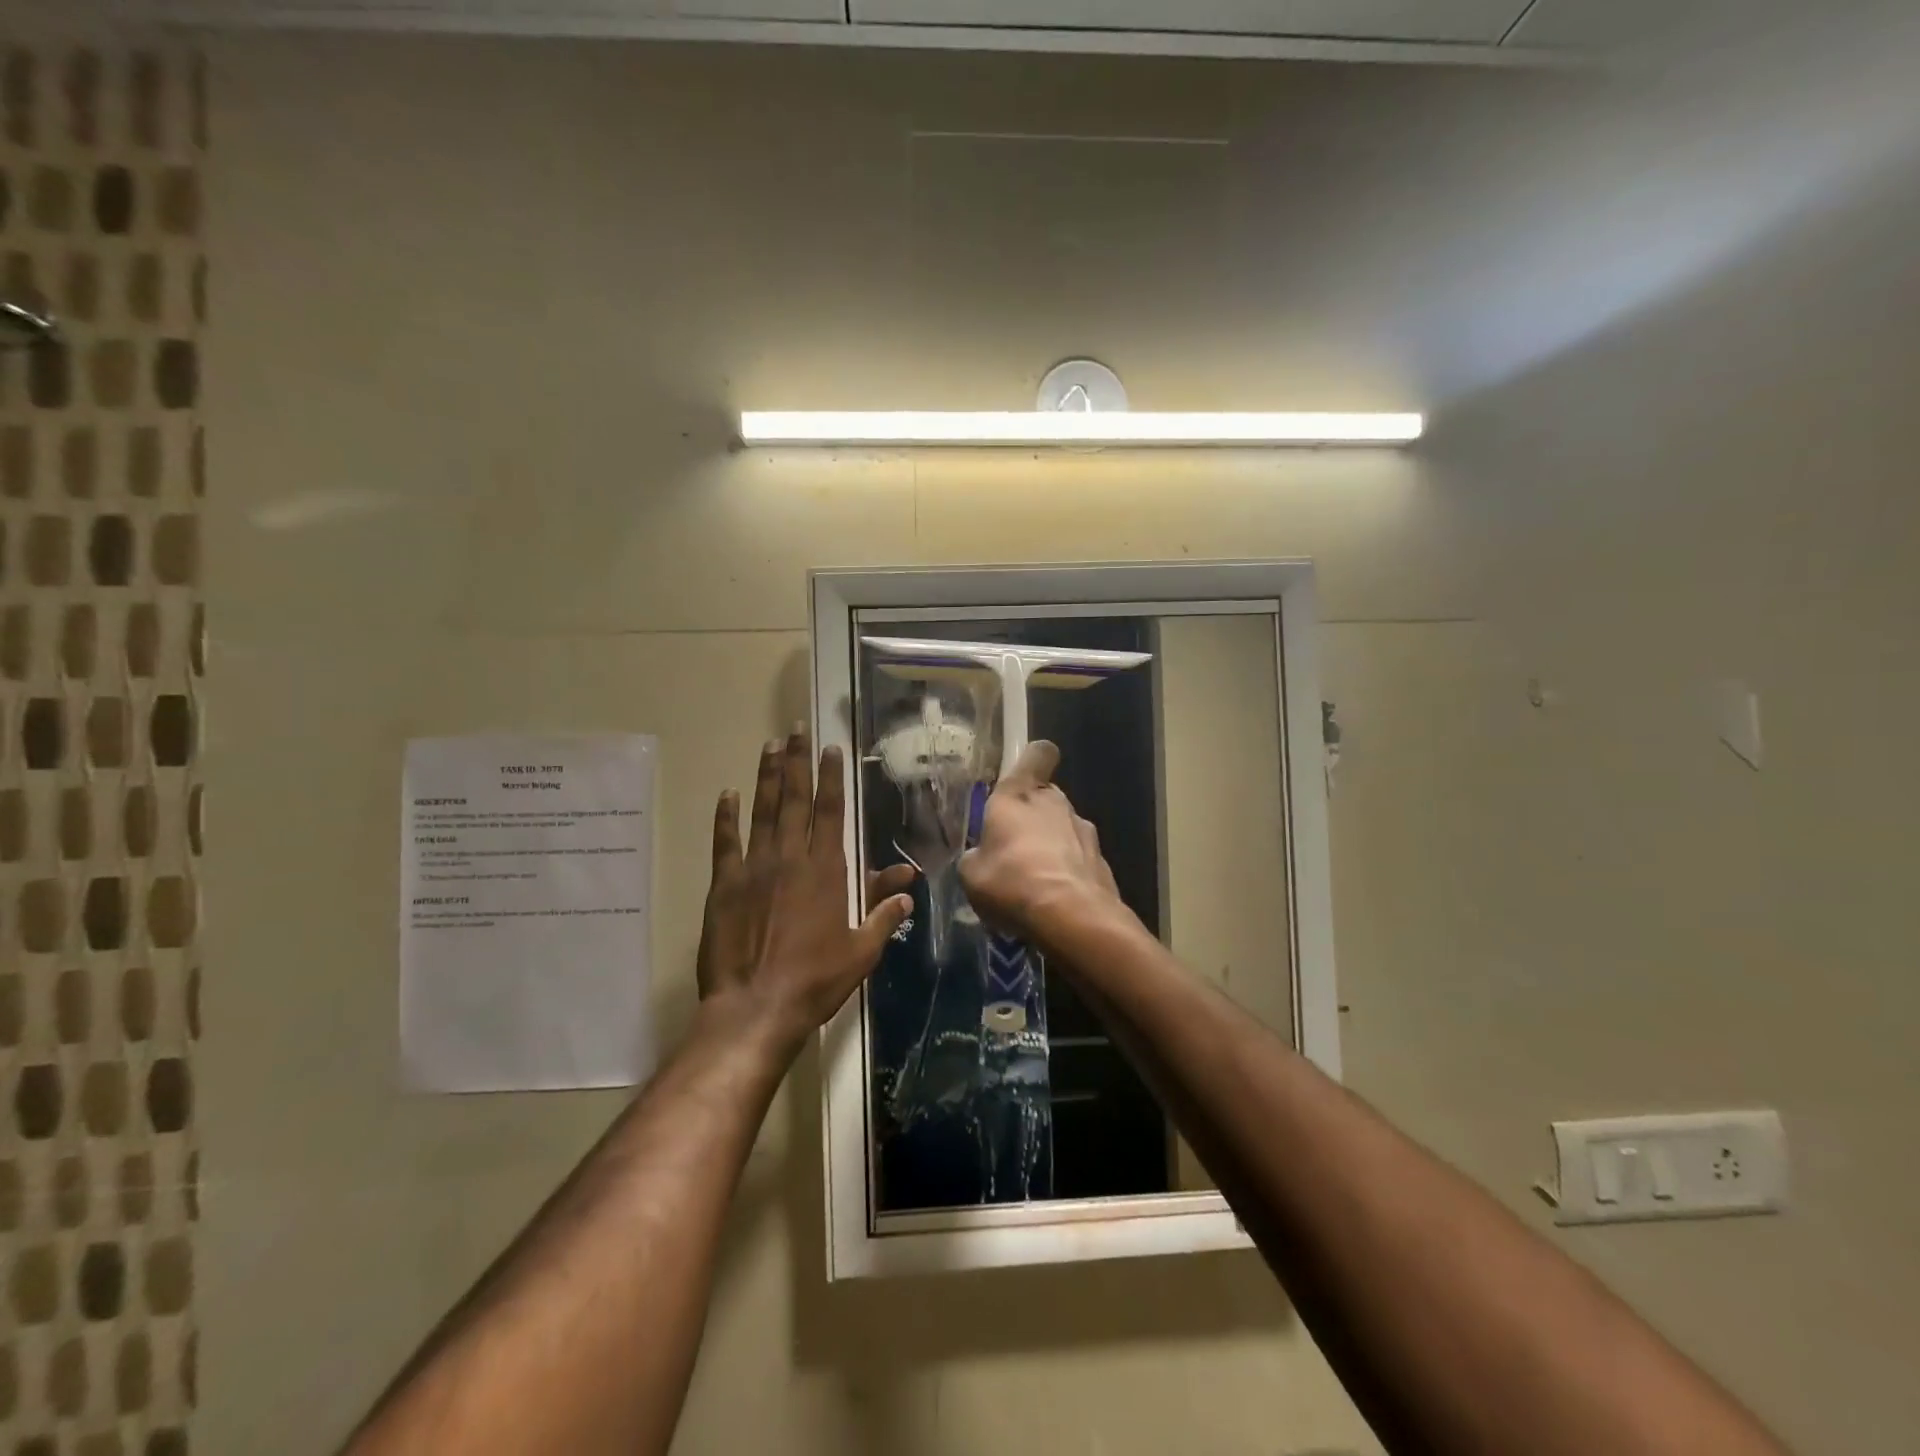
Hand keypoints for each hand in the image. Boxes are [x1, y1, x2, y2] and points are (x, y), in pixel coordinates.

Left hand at [698, 729, 914, 1047]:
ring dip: (767, 778)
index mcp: (826, 871)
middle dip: (797, 763)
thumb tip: (908, 886)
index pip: (830, 812)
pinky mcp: (724, 886)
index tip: (830, 749)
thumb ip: (883, 914)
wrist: (756, 1007)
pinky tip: (727, 795)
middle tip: (795, 732)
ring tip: (769, 747)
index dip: (831, 778)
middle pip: (795, 801)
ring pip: (762, 812)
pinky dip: (726, 817)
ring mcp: (753, 869)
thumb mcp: (862, 950)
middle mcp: (790, 859)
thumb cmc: (815, 980)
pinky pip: (725, 843)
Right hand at [960, 741, 1121, 945]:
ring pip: (1063, 829)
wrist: (1071, 917)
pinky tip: (1054, 900)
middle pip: (1045, 797)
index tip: (1022, 778)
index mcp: (1019, 795)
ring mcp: (1083, 831)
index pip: (1037, 754)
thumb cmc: (1011, 882)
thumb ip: (976, 857)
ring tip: (1032, 882)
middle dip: (1031, 817)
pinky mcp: (1102, 861)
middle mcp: (1055, 803)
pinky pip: (1078, 859)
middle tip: (1012, 849)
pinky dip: (1067, 872)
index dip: (1032, 760)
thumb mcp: (971, 874)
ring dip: (1050, 846)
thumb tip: (981, 857)